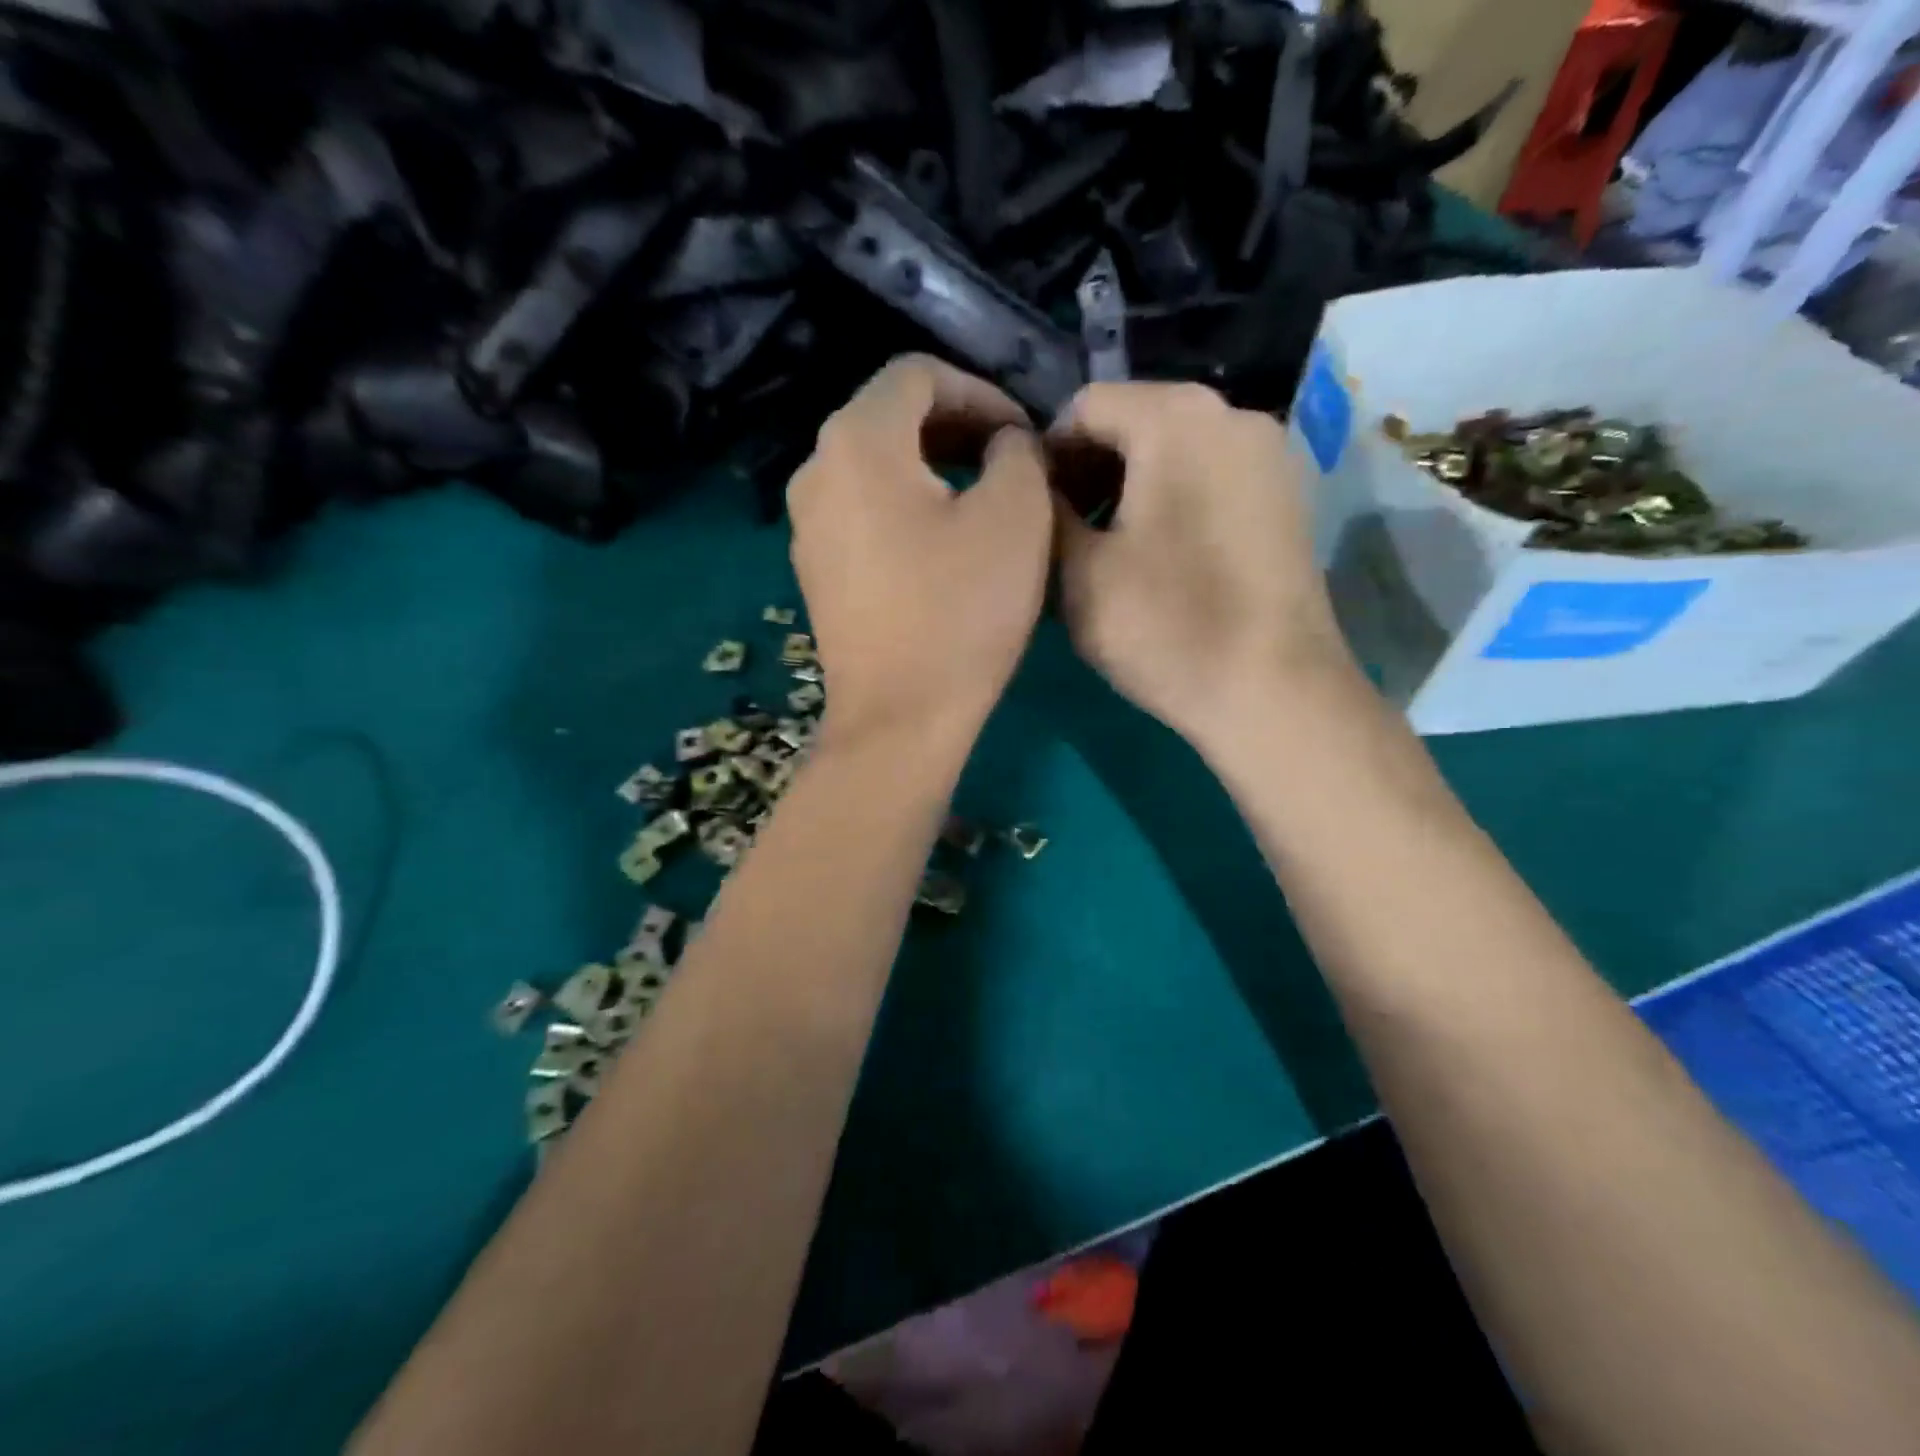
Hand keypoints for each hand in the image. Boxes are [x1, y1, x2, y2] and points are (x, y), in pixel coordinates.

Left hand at [789, 355, 1051, 758]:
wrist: (900, 718)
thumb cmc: (961, 612)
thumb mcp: (1016, 515)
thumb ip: (1017, 451)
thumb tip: (1002, 444)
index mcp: (857, 441)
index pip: (917, 374)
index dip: (980, 391)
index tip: (1022, 434)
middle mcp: (815, 471)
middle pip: (890, 417)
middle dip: (957, 427)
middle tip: (1011, 460)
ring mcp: (807, 525)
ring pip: (875, 467)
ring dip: (933, 467)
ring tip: (985, 498)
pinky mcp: (816, 570)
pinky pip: (863, 512)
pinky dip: (906, 507)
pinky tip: (944, 544)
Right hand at [1051, 382, 1355, 753]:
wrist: (1275, 693)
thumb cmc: (1166, 626)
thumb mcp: (1077, 571)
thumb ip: (1044, 509)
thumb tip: (1035, 484)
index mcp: (1177, 418)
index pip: (1086, 406)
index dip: (1046, 455)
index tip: (1031, 511)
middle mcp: (1233, 415)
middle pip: (1136, 421)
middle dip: (1089, 470)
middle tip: (1064, 534)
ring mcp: (1271, 456)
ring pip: (1175, 451)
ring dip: (1128, 487)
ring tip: (1106, 550)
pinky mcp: (1289, 498)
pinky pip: (1212, 477)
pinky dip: (1173, 500)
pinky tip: (1159, 558)